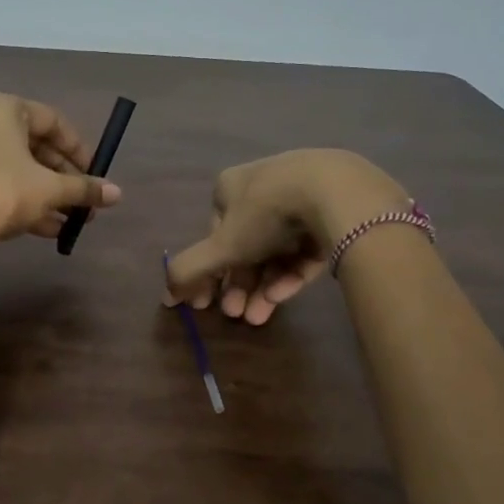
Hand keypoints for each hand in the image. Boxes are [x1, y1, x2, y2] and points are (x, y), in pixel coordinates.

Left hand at [0, 93, 121, 248]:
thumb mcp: (49, 190)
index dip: (79, 150)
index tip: (94, 175)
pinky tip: (46, 230)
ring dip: (46, 194)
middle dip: (63, 178)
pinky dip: (20, 199)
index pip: (52, 120)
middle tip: (84, 202)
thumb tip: (117, 194)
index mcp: (2, 107)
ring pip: (15, 168)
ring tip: (71, 221)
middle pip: (33, 145)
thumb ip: (84, 188)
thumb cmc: (2, 193)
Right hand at [163, 150, 408, 323]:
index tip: (208, 304)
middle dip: (238, 285)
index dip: (209, 271)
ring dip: (262, 286)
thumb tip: (166, 296)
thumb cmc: (267, 213)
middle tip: (235, 315)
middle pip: (246, 245)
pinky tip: (284, 297)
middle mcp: (264, 187)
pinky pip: (306, 248)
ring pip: (277, 250)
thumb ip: (190, 270)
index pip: (214, 233)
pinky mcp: (333, 214)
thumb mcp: (221, 245)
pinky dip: (292, 273)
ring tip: (259, 318)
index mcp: (232, 186)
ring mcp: (302, 198)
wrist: (337, 193)